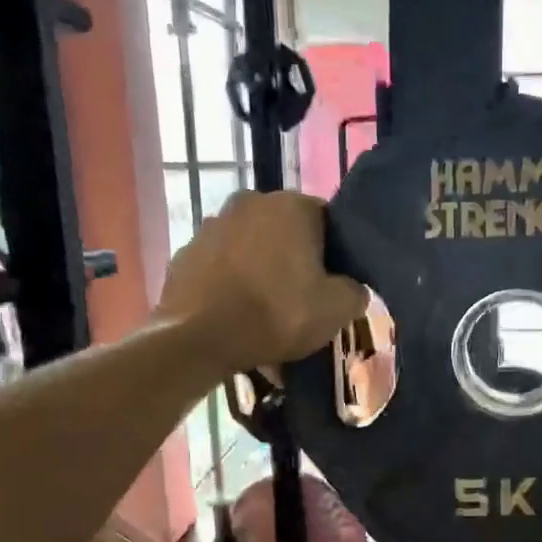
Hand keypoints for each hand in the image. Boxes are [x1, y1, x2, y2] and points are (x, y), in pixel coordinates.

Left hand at [156, 191, 366, 370]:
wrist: (199, 339)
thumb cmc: (277, 314)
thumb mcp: (337, 310)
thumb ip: (355, 291)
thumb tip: (353, 288)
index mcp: (292, 206)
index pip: (327, 220)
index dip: (333, 253)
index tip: (332, 282)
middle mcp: (250, 202)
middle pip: (285, 230)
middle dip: (294, 256)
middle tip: (301, 295)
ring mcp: (212, 224)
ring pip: (250, 245)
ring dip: (260, 267)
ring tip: (264, 307)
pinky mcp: (186, 251)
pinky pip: (221, 263)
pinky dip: (230, 280)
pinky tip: (235, 311)